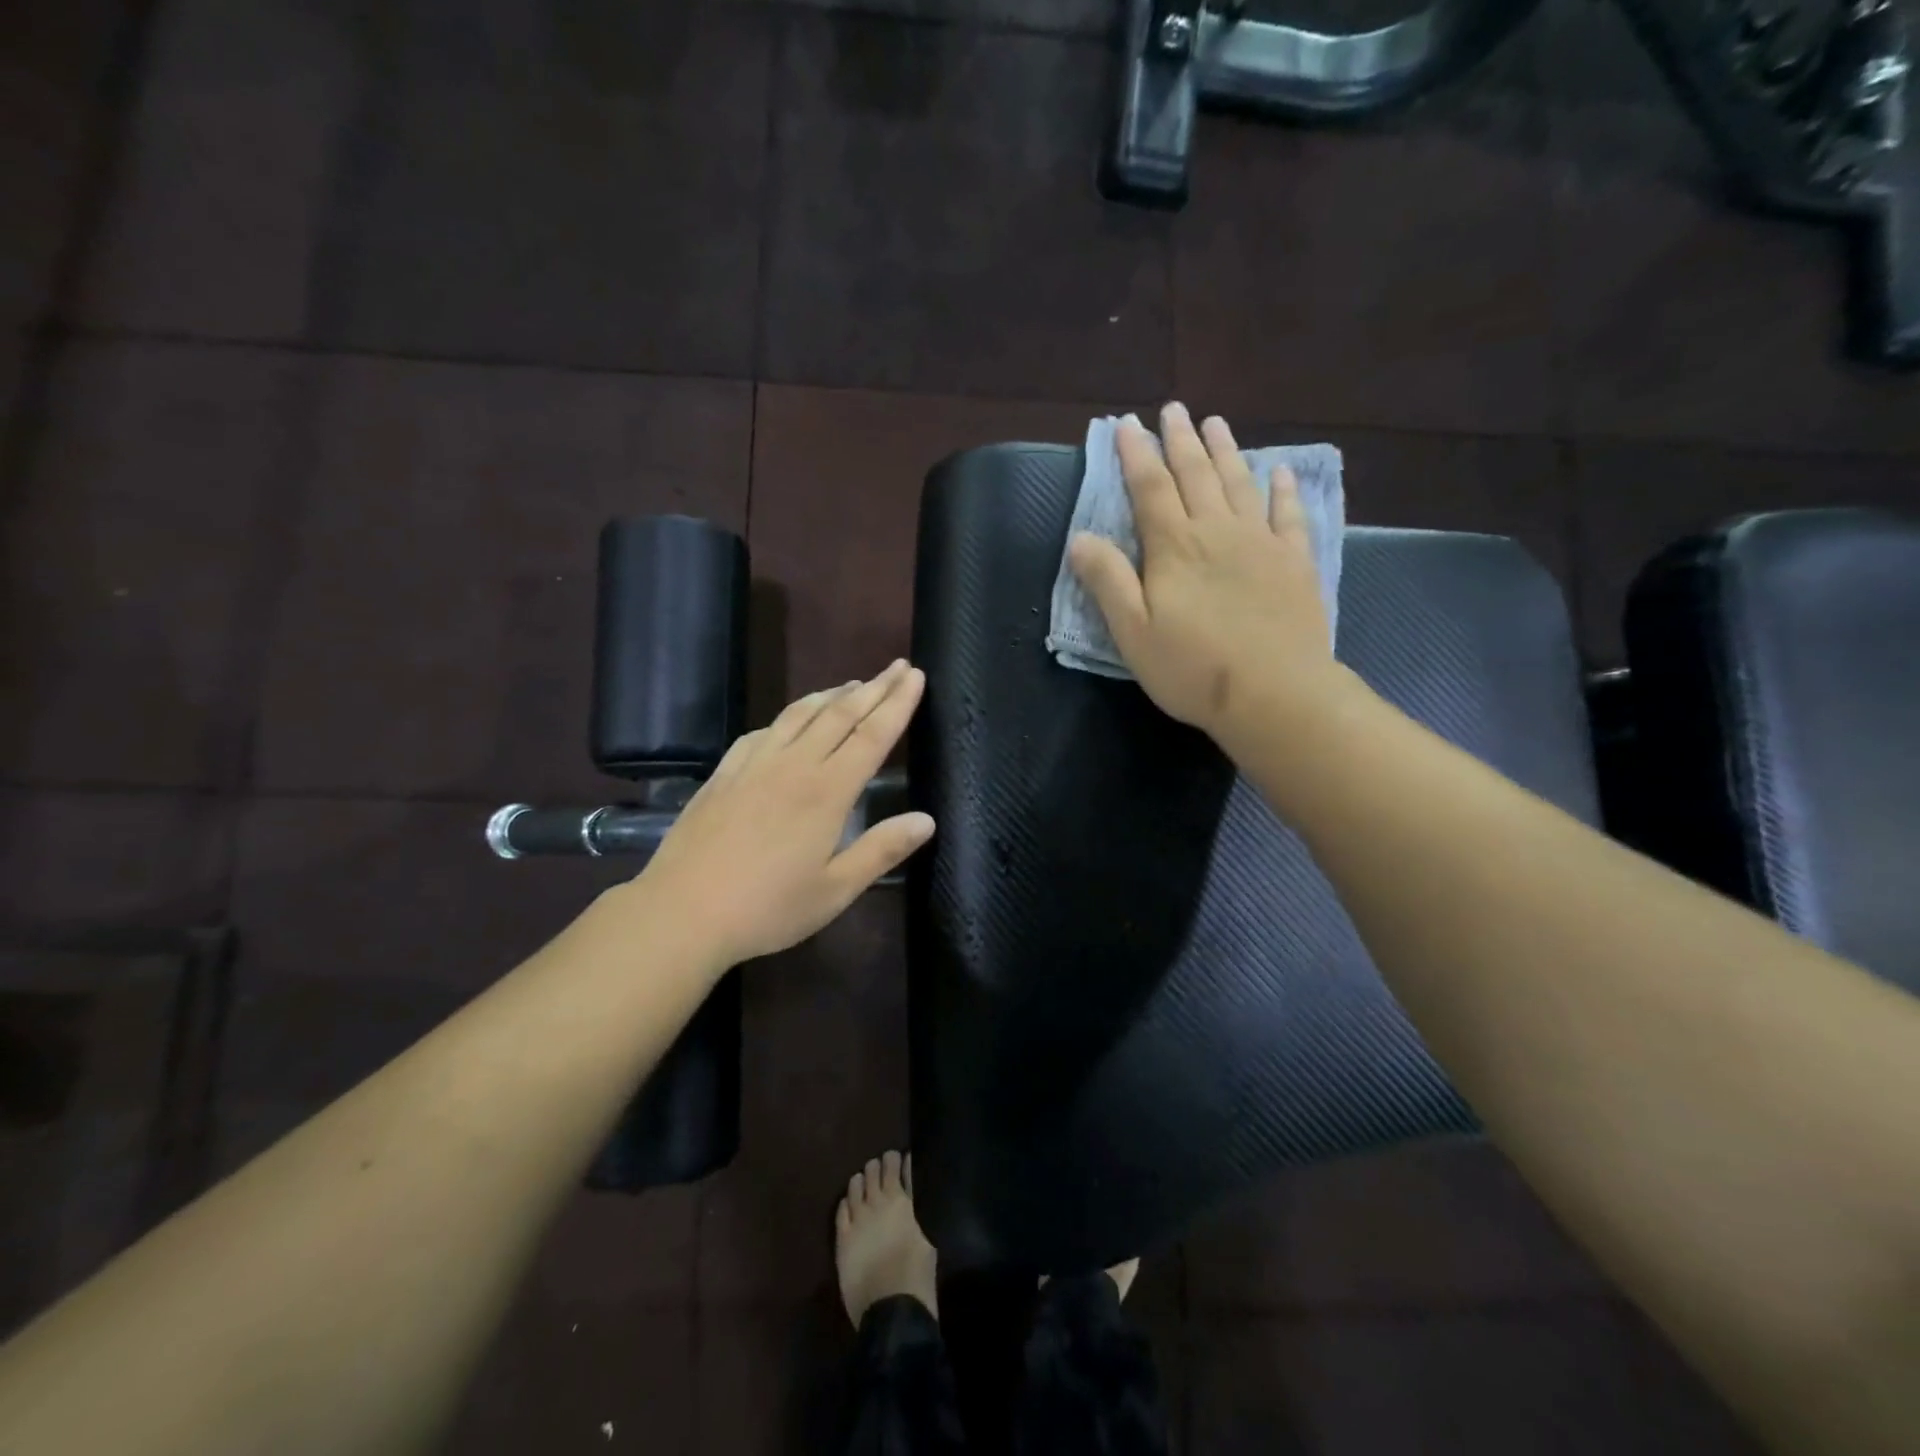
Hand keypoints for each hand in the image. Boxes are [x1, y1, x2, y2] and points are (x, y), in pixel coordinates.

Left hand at [634, 661, 934, 967]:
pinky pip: (763, 731)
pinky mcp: (725, 774)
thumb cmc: (767, 908)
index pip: (872, 735)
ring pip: (800, 715)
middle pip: (840, 715)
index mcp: (827, 792)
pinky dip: (787, 717)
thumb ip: (881, 851)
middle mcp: (793, 766)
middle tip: (897, 666)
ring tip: (852, 684)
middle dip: (874, 688)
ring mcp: (754, 765)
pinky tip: (788, 721)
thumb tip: (927, 820)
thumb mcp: (835, 890)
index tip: (917, 675)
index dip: (898, 703)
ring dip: (831, 695)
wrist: (681, 912)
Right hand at [1068, 403, 1355, 741]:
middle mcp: (1217, 531)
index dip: (1135, 455)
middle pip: (1195, 475)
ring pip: (1239, 484)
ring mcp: (1261, 543)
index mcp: (1174, 547)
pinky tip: (1278, 472)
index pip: (1149, 489)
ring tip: (1215, 423)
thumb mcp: (1133, 632)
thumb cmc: (1192, 669)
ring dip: (1225, 451)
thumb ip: (1108, 582)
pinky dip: (1281, 490)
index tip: (1126, 425)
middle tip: (1173, 410)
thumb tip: (1080, 538)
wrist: (1274, 694)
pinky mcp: (1294, 562)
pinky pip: (1288, 515)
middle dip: (1180, 441)